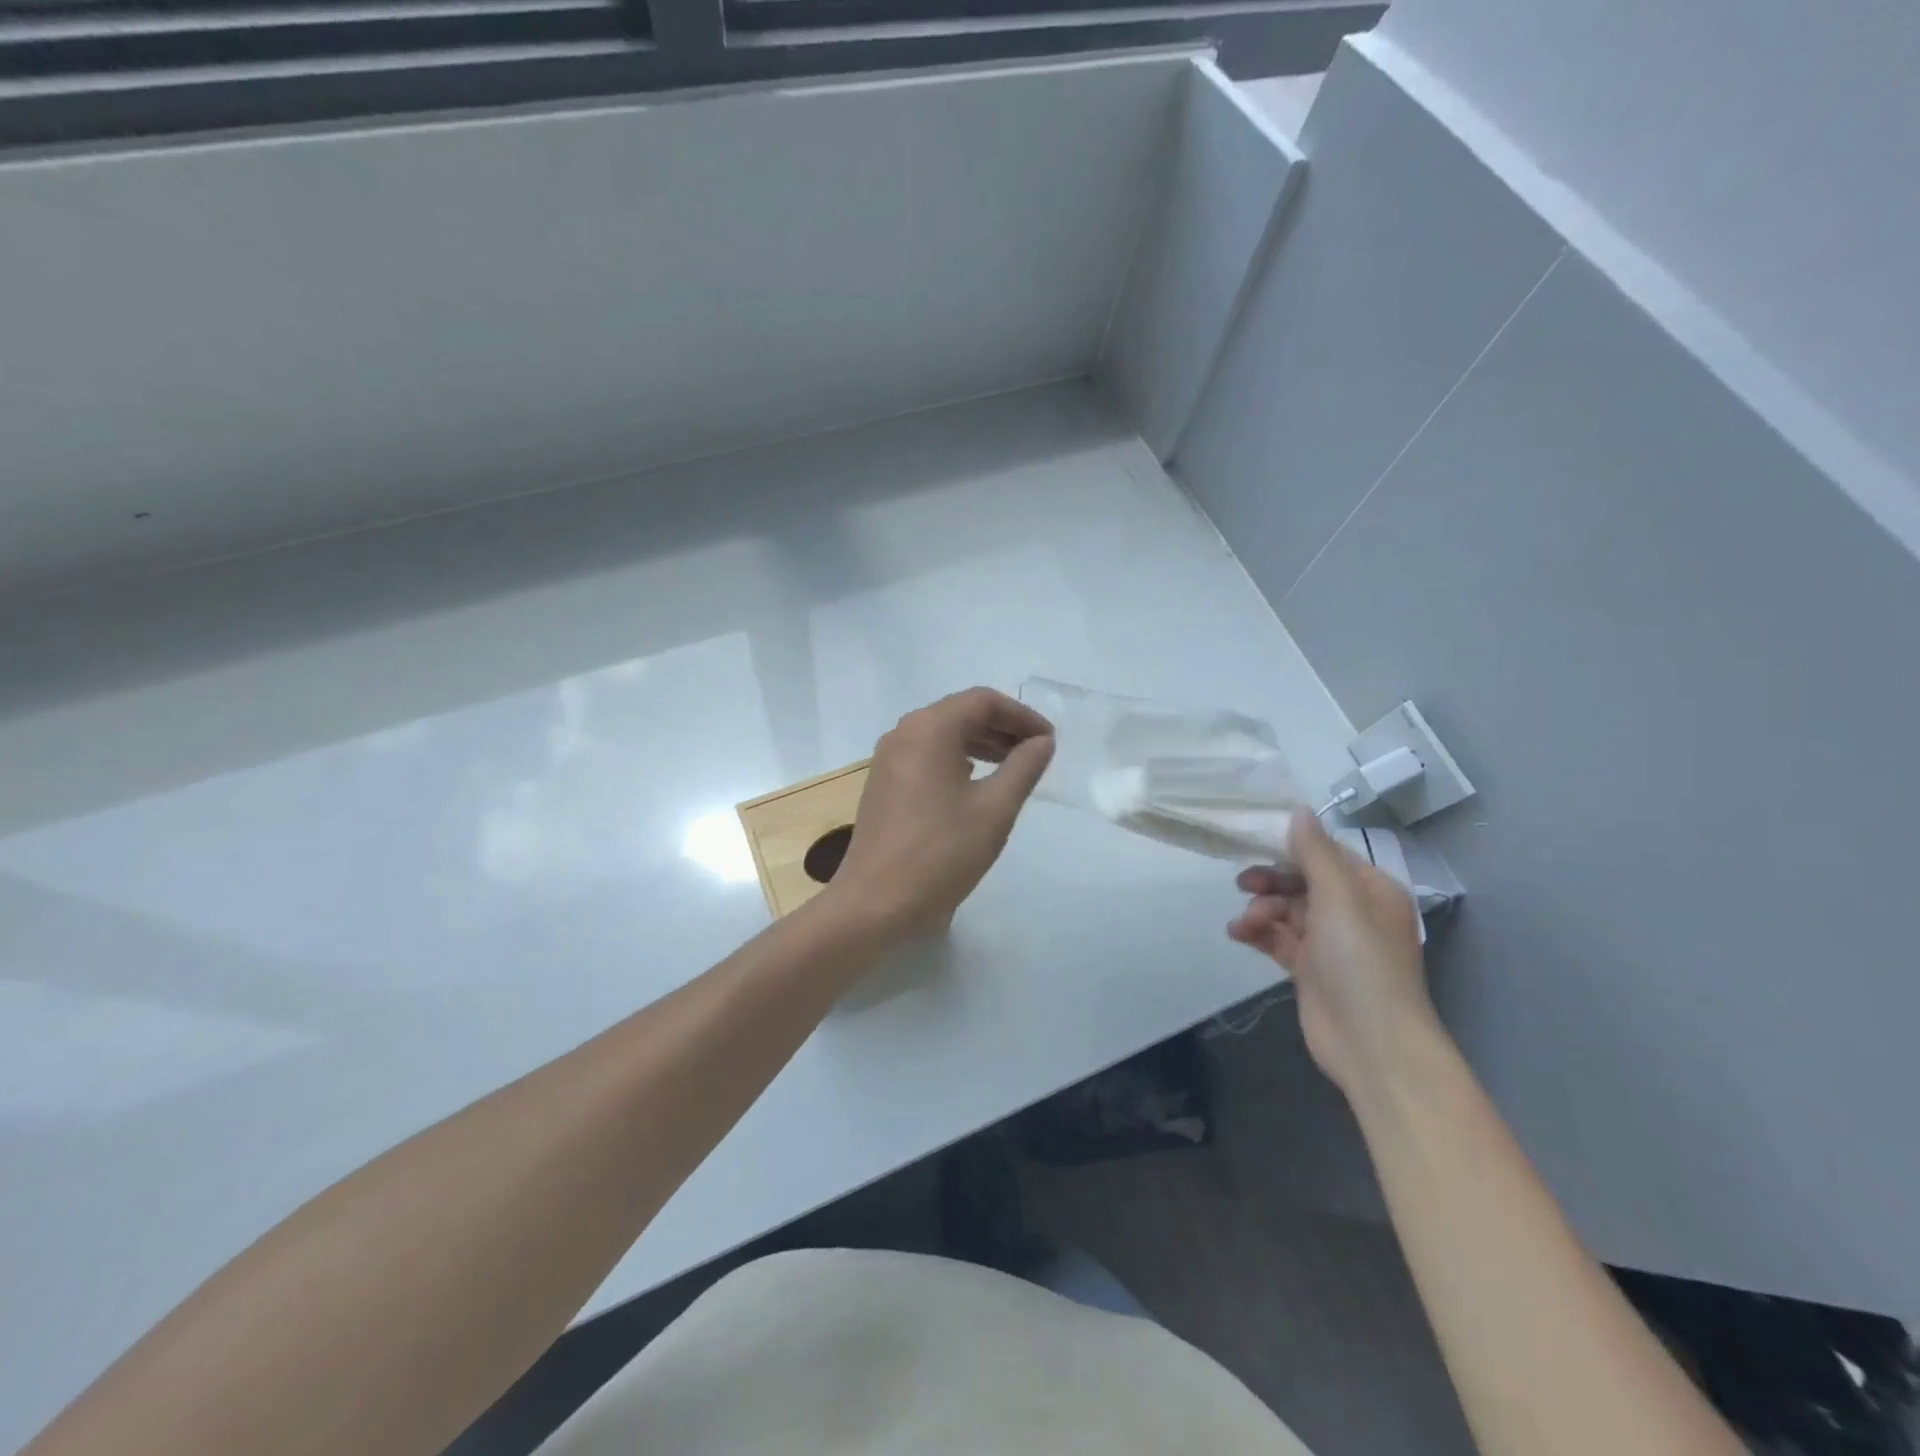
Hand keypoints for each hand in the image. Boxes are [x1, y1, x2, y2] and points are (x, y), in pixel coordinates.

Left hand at [828, 688, 1054, 936]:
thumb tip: (1042, 742)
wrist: (875, 902)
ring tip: (1014, 766)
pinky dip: (957, 759)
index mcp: (930, 729)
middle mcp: (904, 733)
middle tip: (1037, 753)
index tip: (1049, 741)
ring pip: (943, 734)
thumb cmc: (941, 853)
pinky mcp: (884, 782)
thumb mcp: (994, 810)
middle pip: (961, 712)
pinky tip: (977, 782)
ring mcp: (889, 758)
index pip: (983, 701)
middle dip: (1003, 727)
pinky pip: (927, 755)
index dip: (1022, 715)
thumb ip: (1023, 767)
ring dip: (981, 743)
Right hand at [1228, 810, 1439, 1101]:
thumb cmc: (1361, 962)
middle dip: (1271, 881)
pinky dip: (1259, 934)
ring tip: (1246, 924)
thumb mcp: (1339, 899)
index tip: (1253, 842)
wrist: (1372, 1044)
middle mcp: (1353, 912)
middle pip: (1302, 881)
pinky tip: (1238, 934)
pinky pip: (1279, 939)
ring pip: (1287, 910)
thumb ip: (1315, 854)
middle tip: (1243, 884)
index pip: (1326, 855)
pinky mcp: (1310, 969)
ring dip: (1262, 910)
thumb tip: (1299, 811)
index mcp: (1370, 890)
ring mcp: (1331, 942)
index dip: (1290, 847)